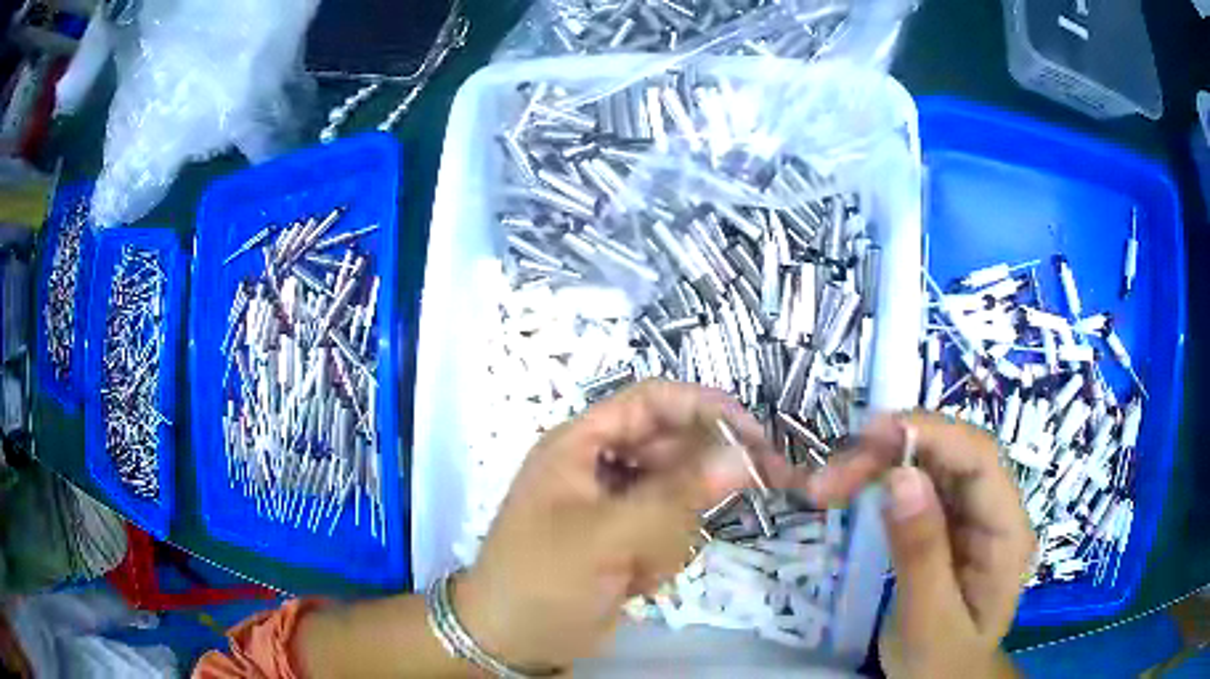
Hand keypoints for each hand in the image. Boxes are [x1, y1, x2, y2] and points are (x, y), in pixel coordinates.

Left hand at [455, 380, 790, 671]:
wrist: (515, 640)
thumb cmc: (544, 579)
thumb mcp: (607, 535)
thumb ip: (677, 495)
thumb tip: (742, 454)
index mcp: (581, 443)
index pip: (653, 402)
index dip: (704, 407)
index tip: (754, 434)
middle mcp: (601, 465)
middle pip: (674, 448)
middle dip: (702, 478)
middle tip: (756, 491)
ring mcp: (617, 505)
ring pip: (679, 496)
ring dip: (673, 532)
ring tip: (640, 563)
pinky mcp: (629, 539)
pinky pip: (672, 532)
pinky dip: (665, 555)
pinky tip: (637, 579)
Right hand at [809, 412, 1034, 678]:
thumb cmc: (941, 662)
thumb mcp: (928, 621)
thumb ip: (921, 554)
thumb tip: (900, 477)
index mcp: (1007, 532)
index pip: (980, 460)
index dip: (932, 435)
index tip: (871, 435)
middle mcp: (994, 510)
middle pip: (951, 455)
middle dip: (893, 450)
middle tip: (831, 475)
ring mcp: (970, 514)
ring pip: (930, 463)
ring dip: (880, 462)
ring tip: (829, 482)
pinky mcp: (946, 521)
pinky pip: (916, 485)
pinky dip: (880, 481)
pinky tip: (851, 488)